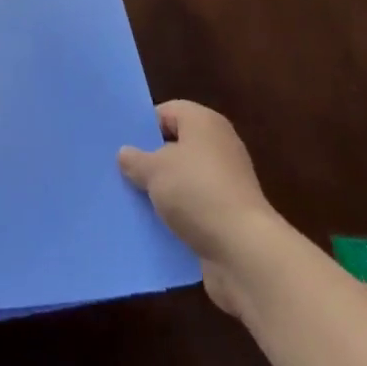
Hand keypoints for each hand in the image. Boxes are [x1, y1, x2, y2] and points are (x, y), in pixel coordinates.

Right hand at [119, 100, 277, 320]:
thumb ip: (135, 160)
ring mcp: (227, 183)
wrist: (245, 252)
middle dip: (151, 161)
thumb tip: (125, 154)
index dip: (144, 126)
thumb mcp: (155, 171)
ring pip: (184, 180)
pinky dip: (179, 216)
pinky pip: (195, 208)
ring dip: (164, 192)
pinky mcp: (229, 216)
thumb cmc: (197, 193)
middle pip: (176, 146)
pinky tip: (155, 226)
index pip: (167, 112)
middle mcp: (219, 146)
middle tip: (121, 172)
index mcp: (204, 122)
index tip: (121, 144)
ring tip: (133, 201)